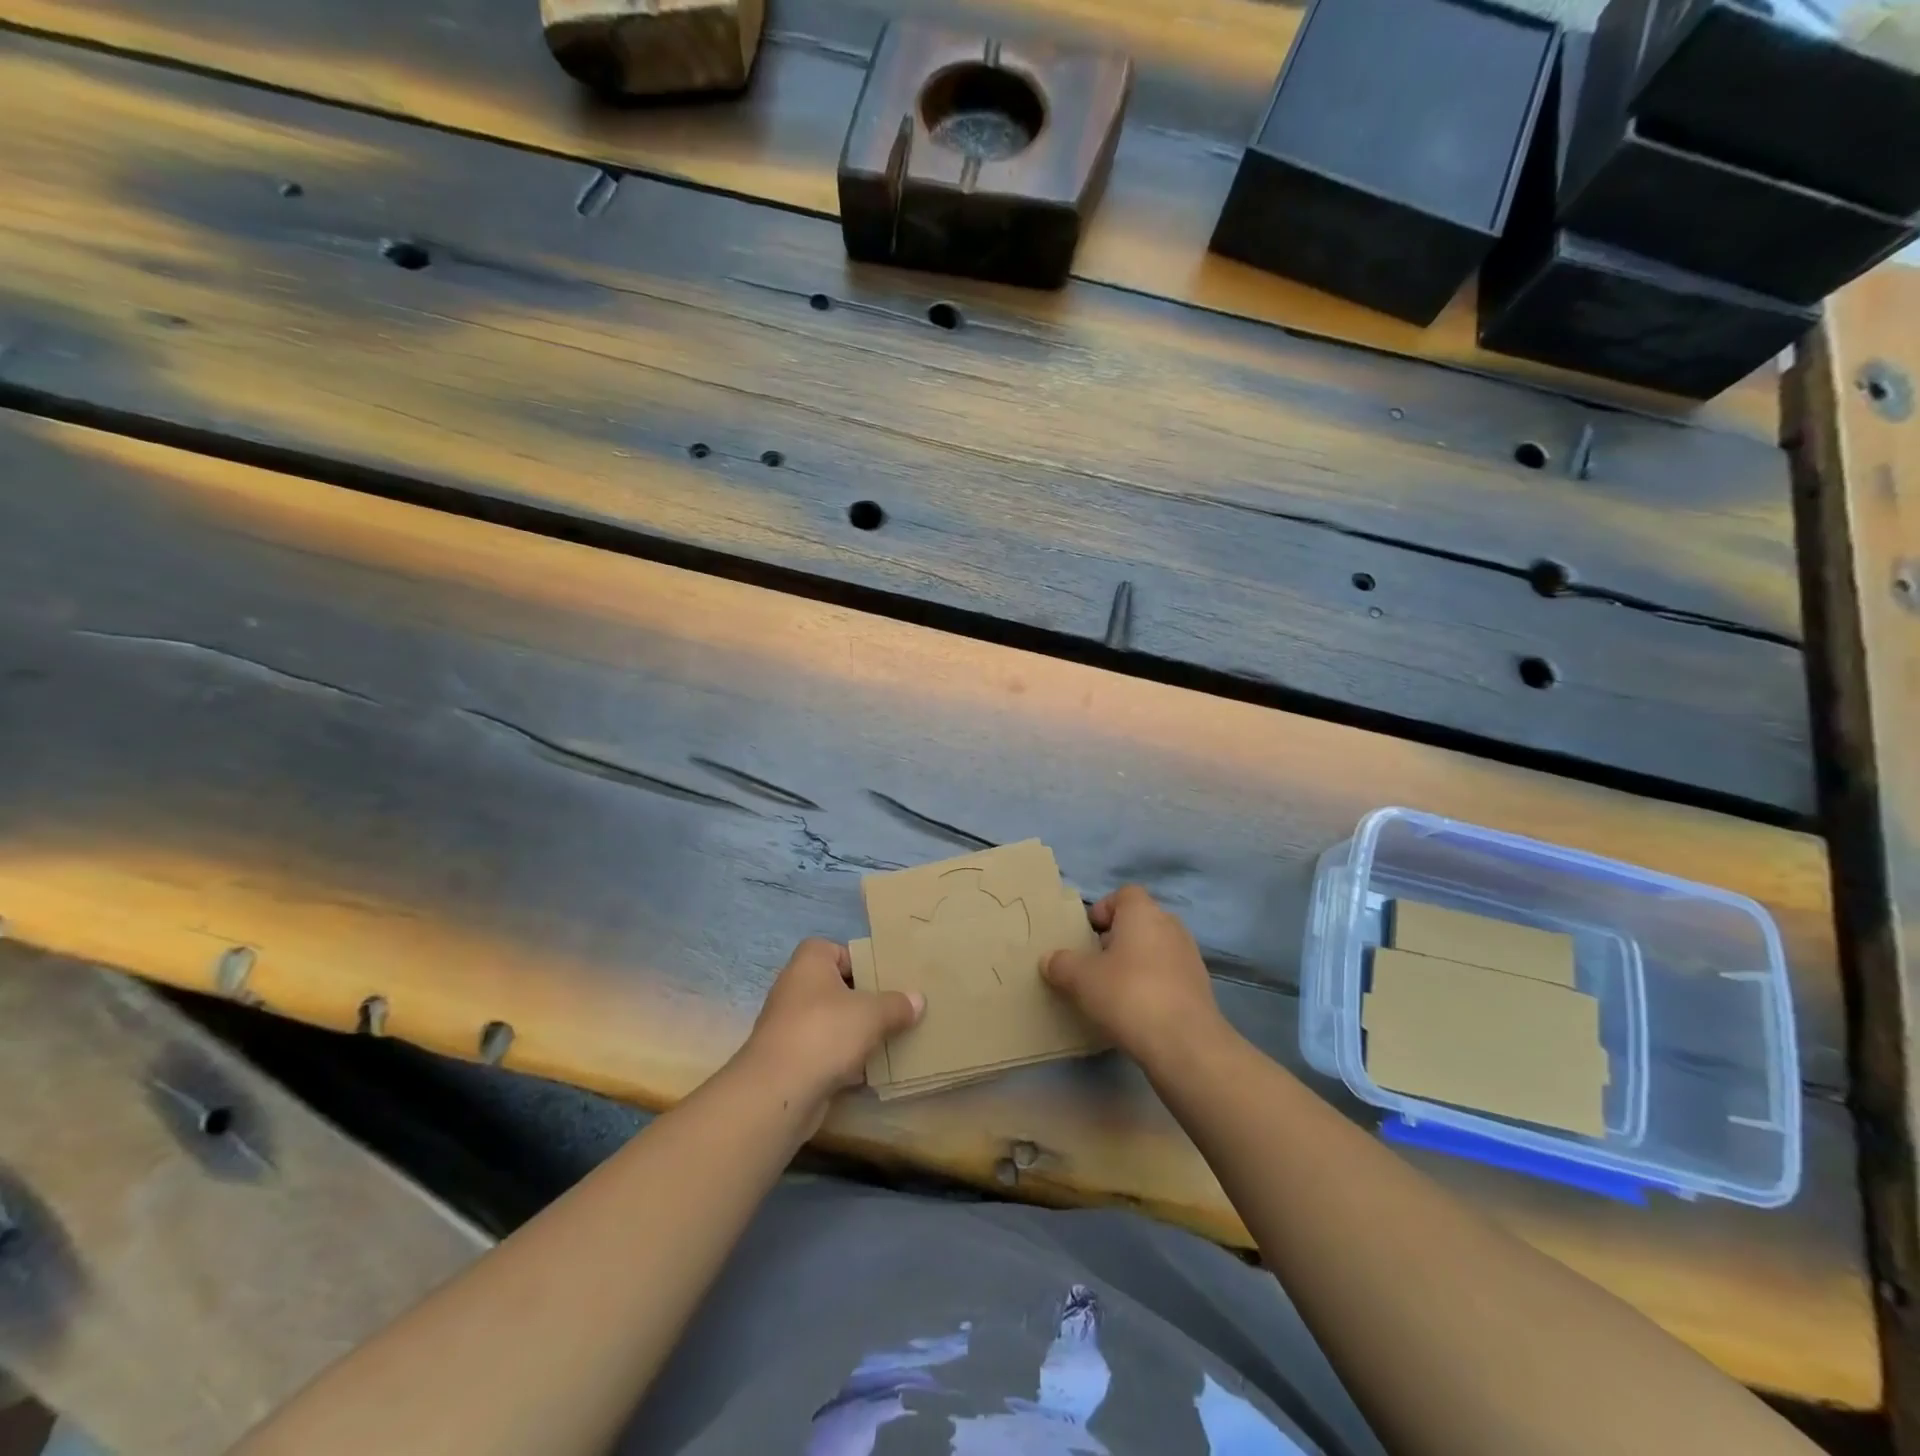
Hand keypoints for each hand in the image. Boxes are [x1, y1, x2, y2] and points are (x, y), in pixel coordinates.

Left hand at [738, 938, 923, 1118]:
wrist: (778, 1092)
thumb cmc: (825, 1033)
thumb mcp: (872, 1013)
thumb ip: (897, 1005)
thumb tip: (918, 1000)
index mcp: (810, 963)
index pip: (837, 949)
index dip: (861, 960)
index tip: (886, 977)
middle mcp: (795, 988)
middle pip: (837, 987)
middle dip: (865, 999)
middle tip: (896, 1007)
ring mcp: (791, 1026)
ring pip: (833, 1022)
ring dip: (857, 1031)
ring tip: (892, 1037)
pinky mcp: (792, 1060)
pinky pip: (826, 1052)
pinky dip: (846, 1059)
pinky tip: (872, 1069)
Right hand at [1043, 886, 1224, 1069]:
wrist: (1185, 1044)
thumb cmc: (1128, 995)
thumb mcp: (1081, 979)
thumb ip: (1061, 964)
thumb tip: (1049, 959)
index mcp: (1143, 912)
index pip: (1124, 894)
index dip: (1103, 910)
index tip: (1087, 935)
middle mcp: (1171, 926)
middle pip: (1139, 922)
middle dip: (1116, 939)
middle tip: (1094, 964)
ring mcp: (1189, 957)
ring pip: (1155, 950)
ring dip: (1135, 964)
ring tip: (1113, 991)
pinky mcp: (1200, 988)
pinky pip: (1168, 976)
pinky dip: (1152, 985)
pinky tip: (1137, 1011)